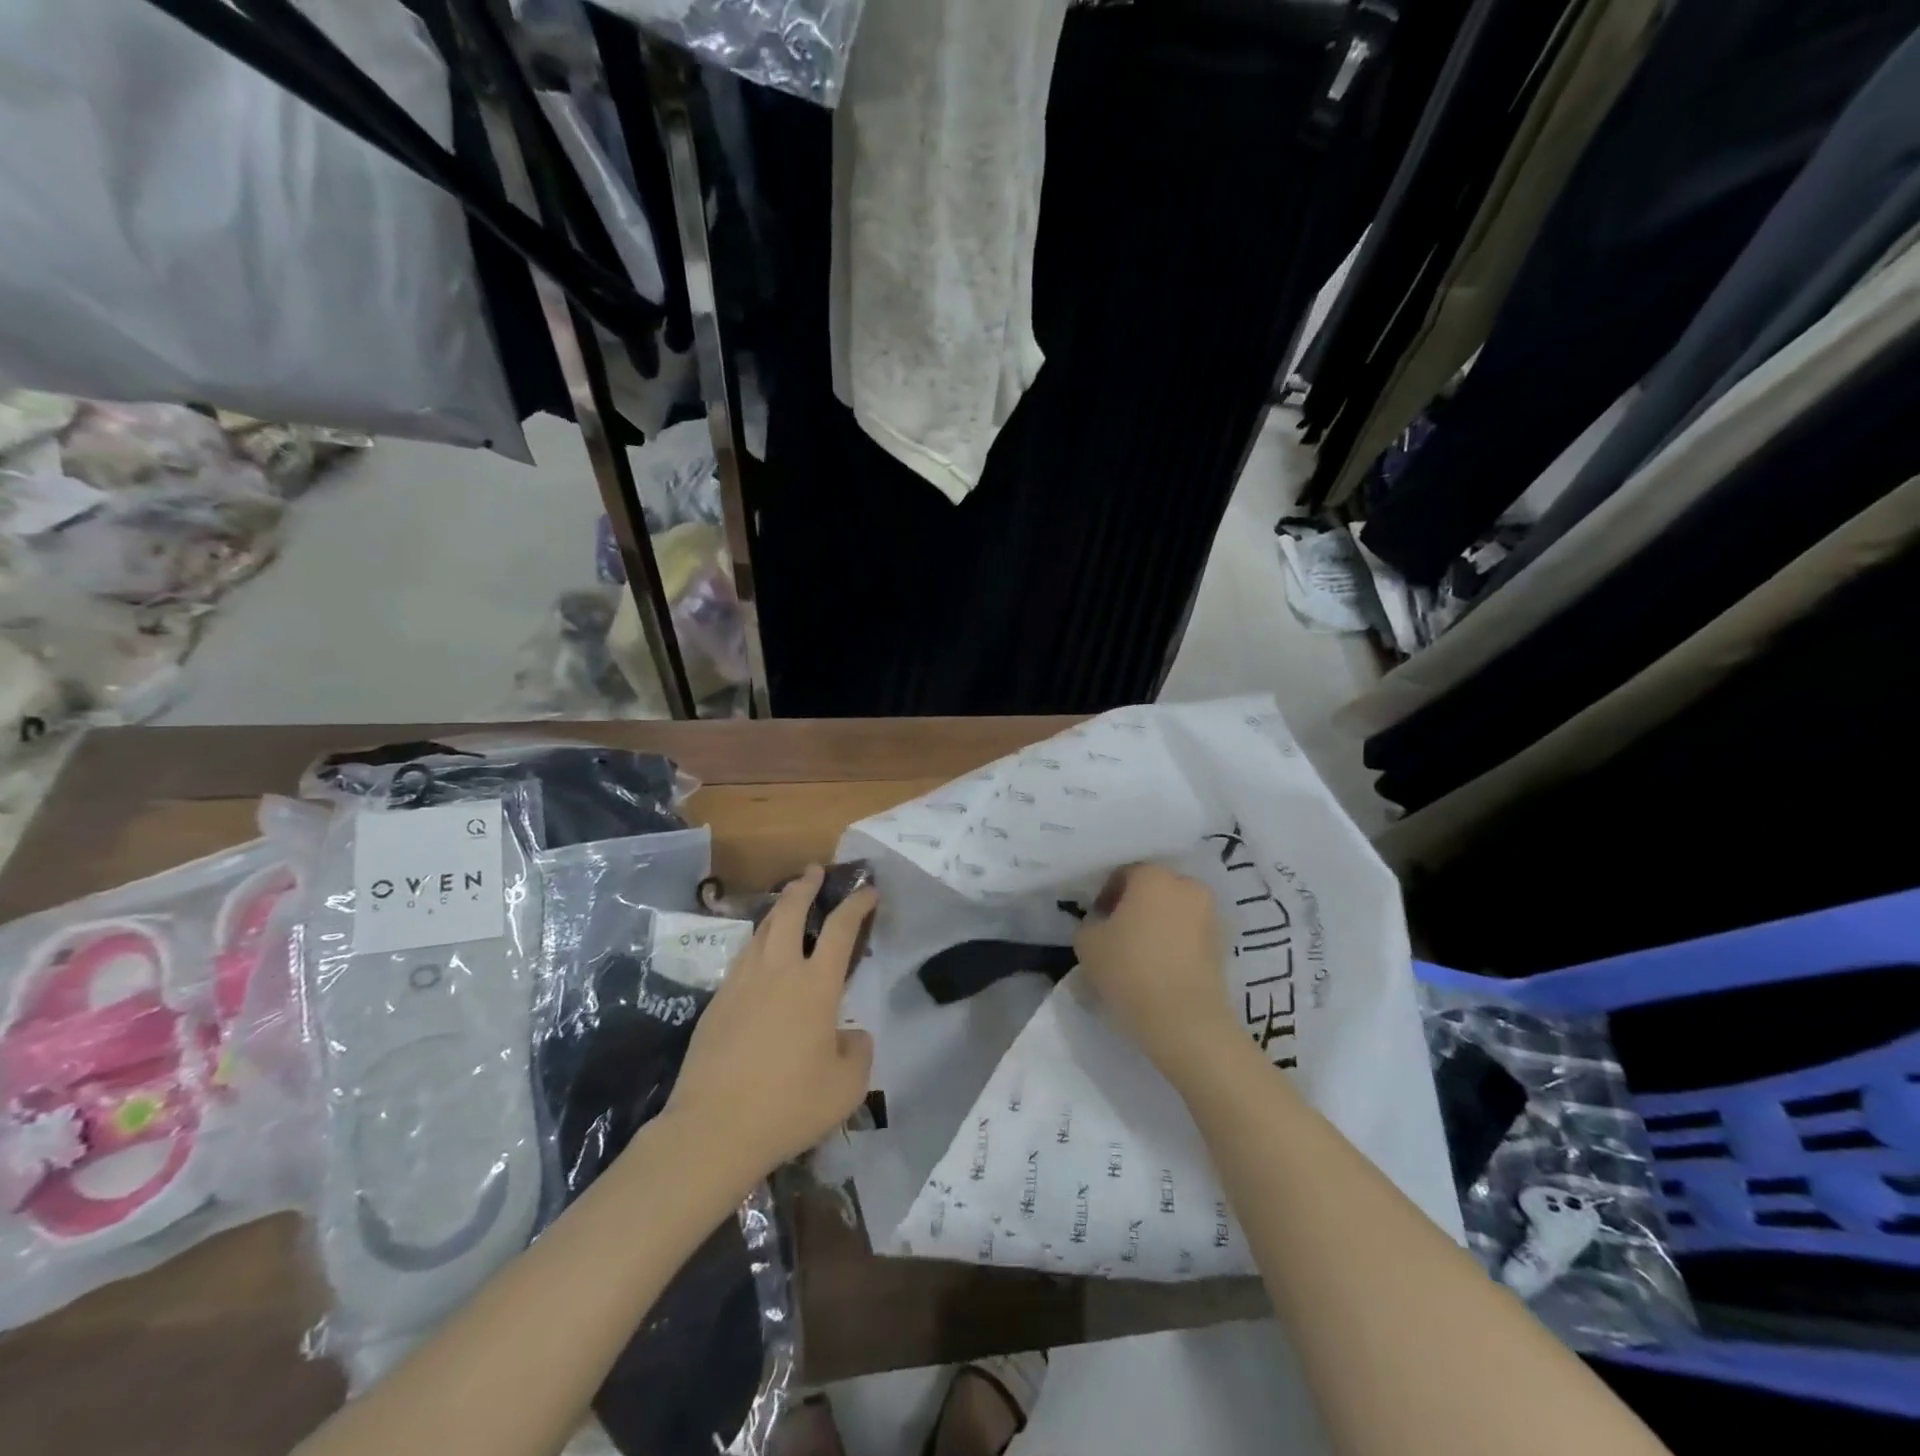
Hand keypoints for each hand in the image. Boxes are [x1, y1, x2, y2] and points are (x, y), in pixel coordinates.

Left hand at [664, 866, 876, 1187]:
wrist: (713, 1129)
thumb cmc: (789, 1105)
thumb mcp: (847, 1086)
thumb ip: (858, 1051)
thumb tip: (851, 1034)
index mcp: (815, 984)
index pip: (840, 928)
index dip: (857, 903)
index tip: (868, 889)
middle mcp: (778, 971)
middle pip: (789, 912)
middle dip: (805, 887)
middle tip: (814, 872)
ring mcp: (741, 983)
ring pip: (761, 931)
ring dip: (778, 910)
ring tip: (787, 905)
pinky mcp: (716, 1003)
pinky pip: (742, 959)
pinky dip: (757, 945)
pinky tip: (760, 959)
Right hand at [1074, 863, 1238, 1085]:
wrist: (1185, 1020)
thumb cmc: (1129, 969)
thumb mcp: (1087, 942)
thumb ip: (1090, 923)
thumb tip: (1101, 923)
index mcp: (1154, 875)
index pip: (1124, 873)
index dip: (1106, 895)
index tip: (1098, 921)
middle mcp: (1187, 886)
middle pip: (1154, 889)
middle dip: (1135, 906)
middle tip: (1118, 935)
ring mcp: (1211, 915)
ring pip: (1175, 911)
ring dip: (1158, 925)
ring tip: (1141, 955)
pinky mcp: (1223, 946)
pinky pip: (1191, 935)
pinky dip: (1176, 944)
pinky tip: (1161, 969)